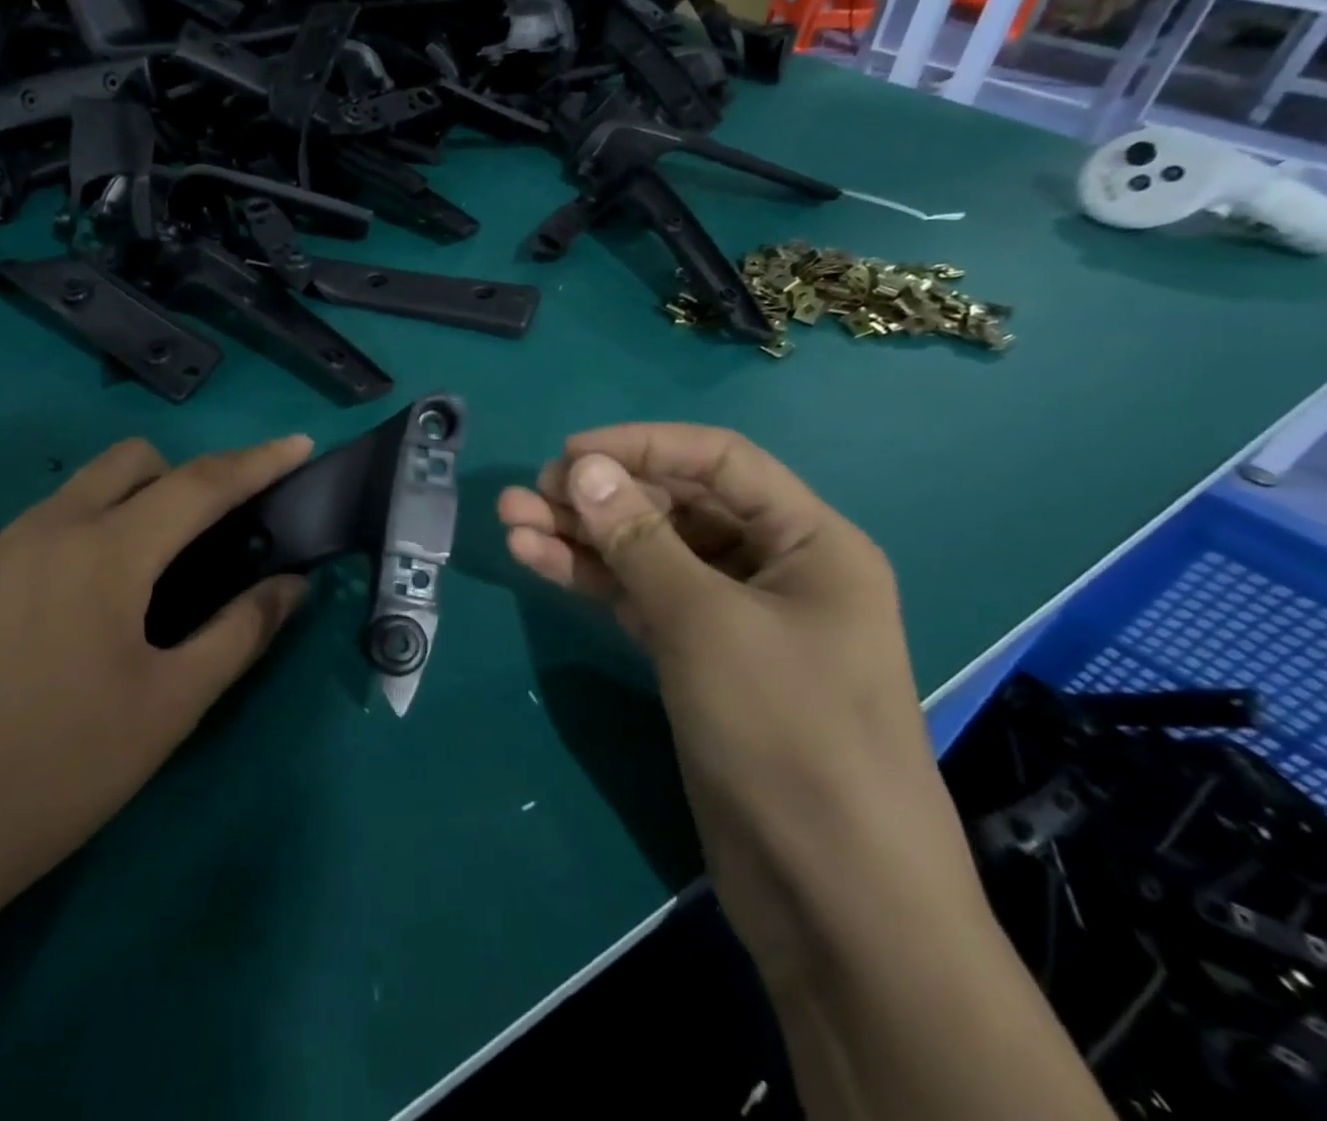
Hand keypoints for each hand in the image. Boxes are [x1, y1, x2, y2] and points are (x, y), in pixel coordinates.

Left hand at [0, 434, 312, 916]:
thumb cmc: (59, 771)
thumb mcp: (171, 707)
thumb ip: (241, 632)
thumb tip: (292, 585)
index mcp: (106, 553)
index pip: (200, 483)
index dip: (257, 461)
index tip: (298, 444)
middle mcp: (47, 530)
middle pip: (132, 460)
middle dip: (183, 476)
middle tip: (206, 538)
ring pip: (80, 489)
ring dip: (128, 505)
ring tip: (140, 583)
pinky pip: (38, 529)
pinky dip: (80, 538)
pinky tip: (72, 615)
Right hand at [497, 424, 981, 982]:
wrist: (834, 899)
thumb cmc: (789, 735)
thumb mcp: (707, 623)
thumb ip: (639, 541)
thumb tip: (581, 468)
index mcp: (808, 542)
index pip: (718, 461)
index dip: (641, 445)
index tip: (568, 453)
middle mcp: (772, 568)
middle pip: (676, 506)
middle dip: (600, 496)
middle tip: (528, 494)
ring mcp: (732, 618)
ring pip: (648, 555)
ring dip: (582, 537)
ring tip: (510, 520)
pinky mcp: (698, 660)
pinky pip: (639, 600)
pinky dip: (592, 580)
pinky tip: (536, 559)